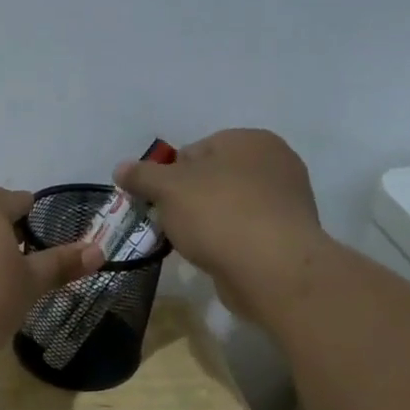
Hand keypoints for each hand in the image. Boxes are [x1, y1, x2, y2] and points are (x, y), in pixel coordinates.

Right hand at [113, 130, 328, 325]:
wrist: (272, 269)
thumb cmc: (218, 215)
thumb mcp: (167, 189)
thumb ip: (141, 175)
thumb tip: (120, 168)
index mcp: (249, 140)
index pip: (193, 151)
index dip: (168, 177)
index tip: (157, 203)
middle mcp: (274, 162)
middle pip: (211, 178)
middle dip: (187, 200)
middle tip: (170, 225)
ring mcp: (286, 199)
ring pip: (228, 205)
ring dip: (207, 222)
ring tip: (192, 244)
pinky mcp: (288, 234)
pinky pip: (245, 230)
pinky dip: (228, 240)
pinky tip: (216, 256)